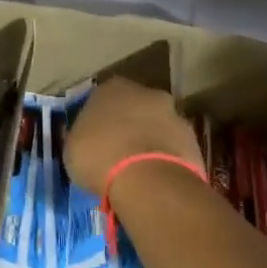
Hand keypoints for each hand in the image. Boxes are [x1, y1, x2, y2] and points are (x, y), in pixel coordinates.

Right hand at [65, 76, 201, 196]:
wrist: (148, 180)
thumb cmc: (99, 156)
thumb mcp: (73, 147)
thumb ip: (81, 135)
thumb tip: (86, 138)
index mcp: (111, 87)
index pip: (101, 96)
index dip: (96, 117)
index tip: (91, 136)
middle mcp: (146, 92)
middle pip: (134, 107)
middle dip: (127, 125)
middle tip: (115, 150)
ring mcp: (174, 114)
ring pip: (156, 125)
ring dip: (148, 140)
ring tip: (135, 169)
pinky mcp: (193, 140)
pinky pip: (172, 147)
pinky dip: (164, 158)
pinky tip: (153, 178)